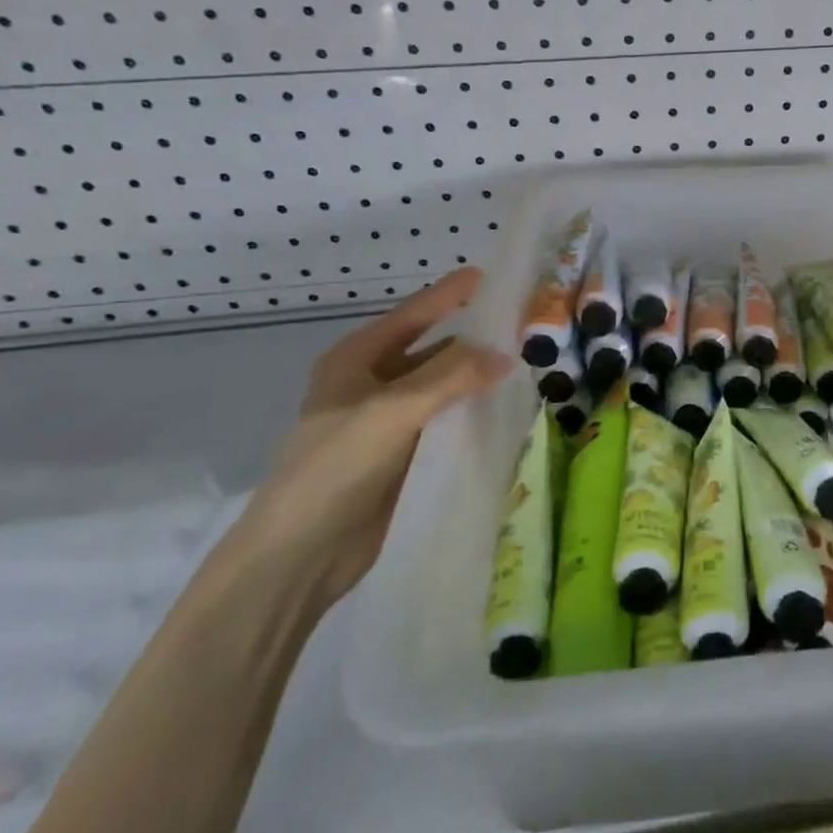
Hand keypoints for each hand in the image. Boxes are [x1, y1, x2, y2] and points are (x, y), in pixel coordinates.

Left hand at [228, 269, 510, 608]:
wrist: (301, 556)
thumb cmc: (335, 468)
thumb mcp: (391, 411)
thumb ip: (450, 377)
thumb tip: (506, 355)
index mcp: (357, 360)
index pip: (415, 313)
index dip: (453, 294)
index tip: (496, 276)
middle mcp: (374, 383)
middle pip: (434, 348)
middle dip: (475, 337)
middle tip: (527, 325)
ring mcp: (391, 421)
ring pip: (446, 388)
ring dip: (479, 378)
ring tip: (531, 364)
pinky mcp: (407, 455)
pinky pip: (449, 423)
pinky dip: (476, 414)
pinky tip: (511, 410)